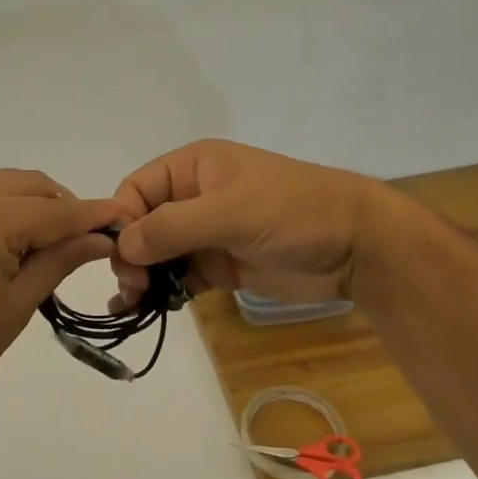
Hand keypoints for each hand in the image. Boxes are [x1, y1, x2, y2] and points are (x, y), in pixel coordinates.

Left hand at [0, 170, 121, 423]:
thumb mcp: (18, 304)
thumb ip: (61, 259)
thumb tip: (101, 238)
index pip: (56, 210)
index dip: (93, 215)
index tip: (123, 219)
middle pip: (29, 186)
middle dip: (62, 207)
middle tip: (84, 242)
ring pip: (1, 186)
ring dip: (30, 207)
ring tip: (45, 248)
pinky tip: (7, 244)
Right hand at [111, 140, 385, 304]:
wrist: (357, 247)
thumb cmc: (293, 212)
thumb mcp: (231, 212)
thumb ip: (173, 227)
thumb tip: (122, 246)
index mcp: (193, 168)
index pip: (136, 189)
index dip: (121, 220)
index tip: (120, 257)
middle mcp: (193, 197)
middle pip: (142, 223)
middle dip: (130, 253)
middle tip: (133, 286)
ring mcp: (207, 233)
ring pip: (157, 253)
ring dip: (141, 275)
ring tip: (131, 304)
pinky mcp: (220, 265)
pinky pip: (179, 276)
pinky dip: (161, 292)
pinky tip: (141, 310)